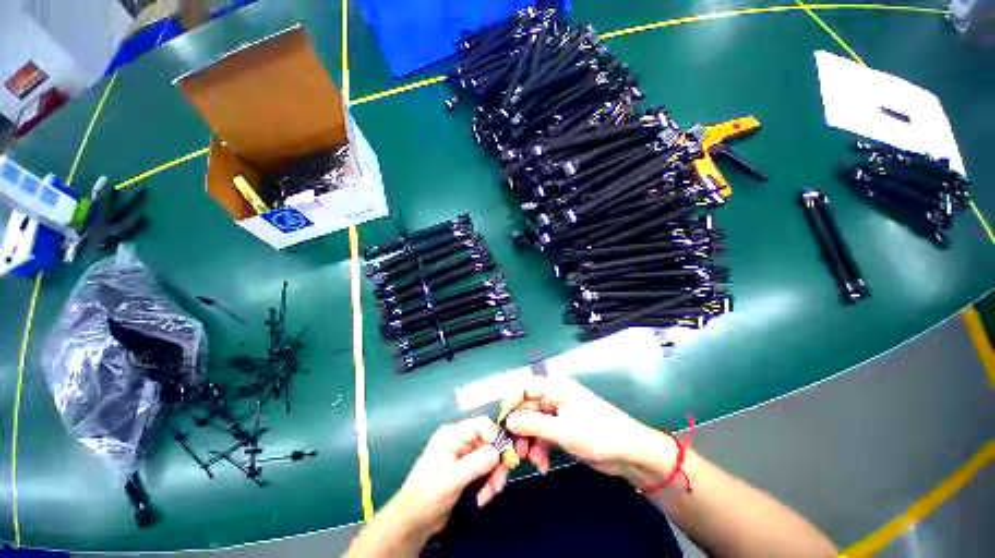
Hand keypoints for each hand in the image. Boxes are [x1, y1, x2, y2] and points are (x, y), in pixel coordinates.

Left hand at [388, 417, 501, 538]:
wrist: (413, 523)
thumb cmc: (426, 496)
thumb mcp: (450, 480)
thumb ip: (475, 464)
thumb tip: (498, 452)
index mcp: (452, 435)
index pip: (481, 424)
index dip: (495, 436)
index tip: (504, 456)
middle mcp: (461, 440)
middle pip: (490, 441)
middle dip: (496, 463)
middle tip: (497, 484)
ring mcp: (465, 455)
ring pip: (491, 457)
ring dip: (493, 476)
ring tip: (488, 495)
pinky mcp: (469, 469)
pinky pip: (487, 469)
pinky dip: (489, 482)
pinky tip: (483, 498)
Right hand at [500, 375, 676, 486]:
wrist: (630, 453)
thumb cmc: (598, 434)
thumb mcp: (563, 430)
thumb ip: (533, 425)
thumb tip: (508, 421)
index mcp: (556, 387)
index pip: (524, 388)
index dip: (511, 404)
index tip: (502, 425)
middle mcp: (555, 397)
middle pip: (528, 409)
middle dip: (521, 430)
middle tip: (517, 451)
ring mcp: (559, 413)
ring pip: (534, 424)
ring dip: (531, 442)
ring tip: (533, 460)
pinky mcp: (564, 429)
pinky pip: (544, 435)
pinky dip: (541, 449)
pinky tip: (542, 464)